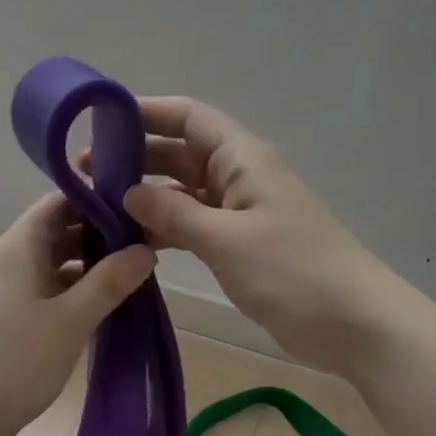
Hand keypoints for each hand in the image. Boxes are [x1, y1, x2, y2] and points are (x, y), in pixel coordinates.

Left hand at [0, 193, 154, 435]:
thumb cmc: (14, 363)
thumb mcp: (70, 321)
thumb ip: (110, 282)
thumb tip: (145, 250)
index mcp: (15, 248)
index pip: (57, 203)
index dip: (97, 201)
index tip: (137, 212)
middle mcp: (1, 260)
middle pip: (53, 233)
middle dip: (97, 238)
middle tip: (143, 250)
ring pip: (46, 265)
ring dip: (84, 269)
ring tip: (128, 281)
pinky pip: (36, 291)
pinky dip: (66, 293)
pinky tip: (94, 311)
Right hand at [117, 97, 403, 373]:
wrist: (352, 323)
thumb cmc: (292, 271)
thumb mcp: (227, 239)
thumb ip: (174, 212)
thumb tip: (128, 191)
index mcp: (242, 159)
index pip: (189, 117)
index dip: (146, 113)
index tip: (98, 123)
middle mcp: (239, 177)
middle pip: (181, 153)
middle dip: (136, 159)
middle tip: (83, 176)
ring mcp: (241, 214)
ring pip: (184, 193)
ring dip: (146, 198)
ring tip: (96, 210)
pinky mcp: (241, 247)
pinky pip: (194, 227)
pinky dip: (166, 230)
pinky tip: (132, 241)